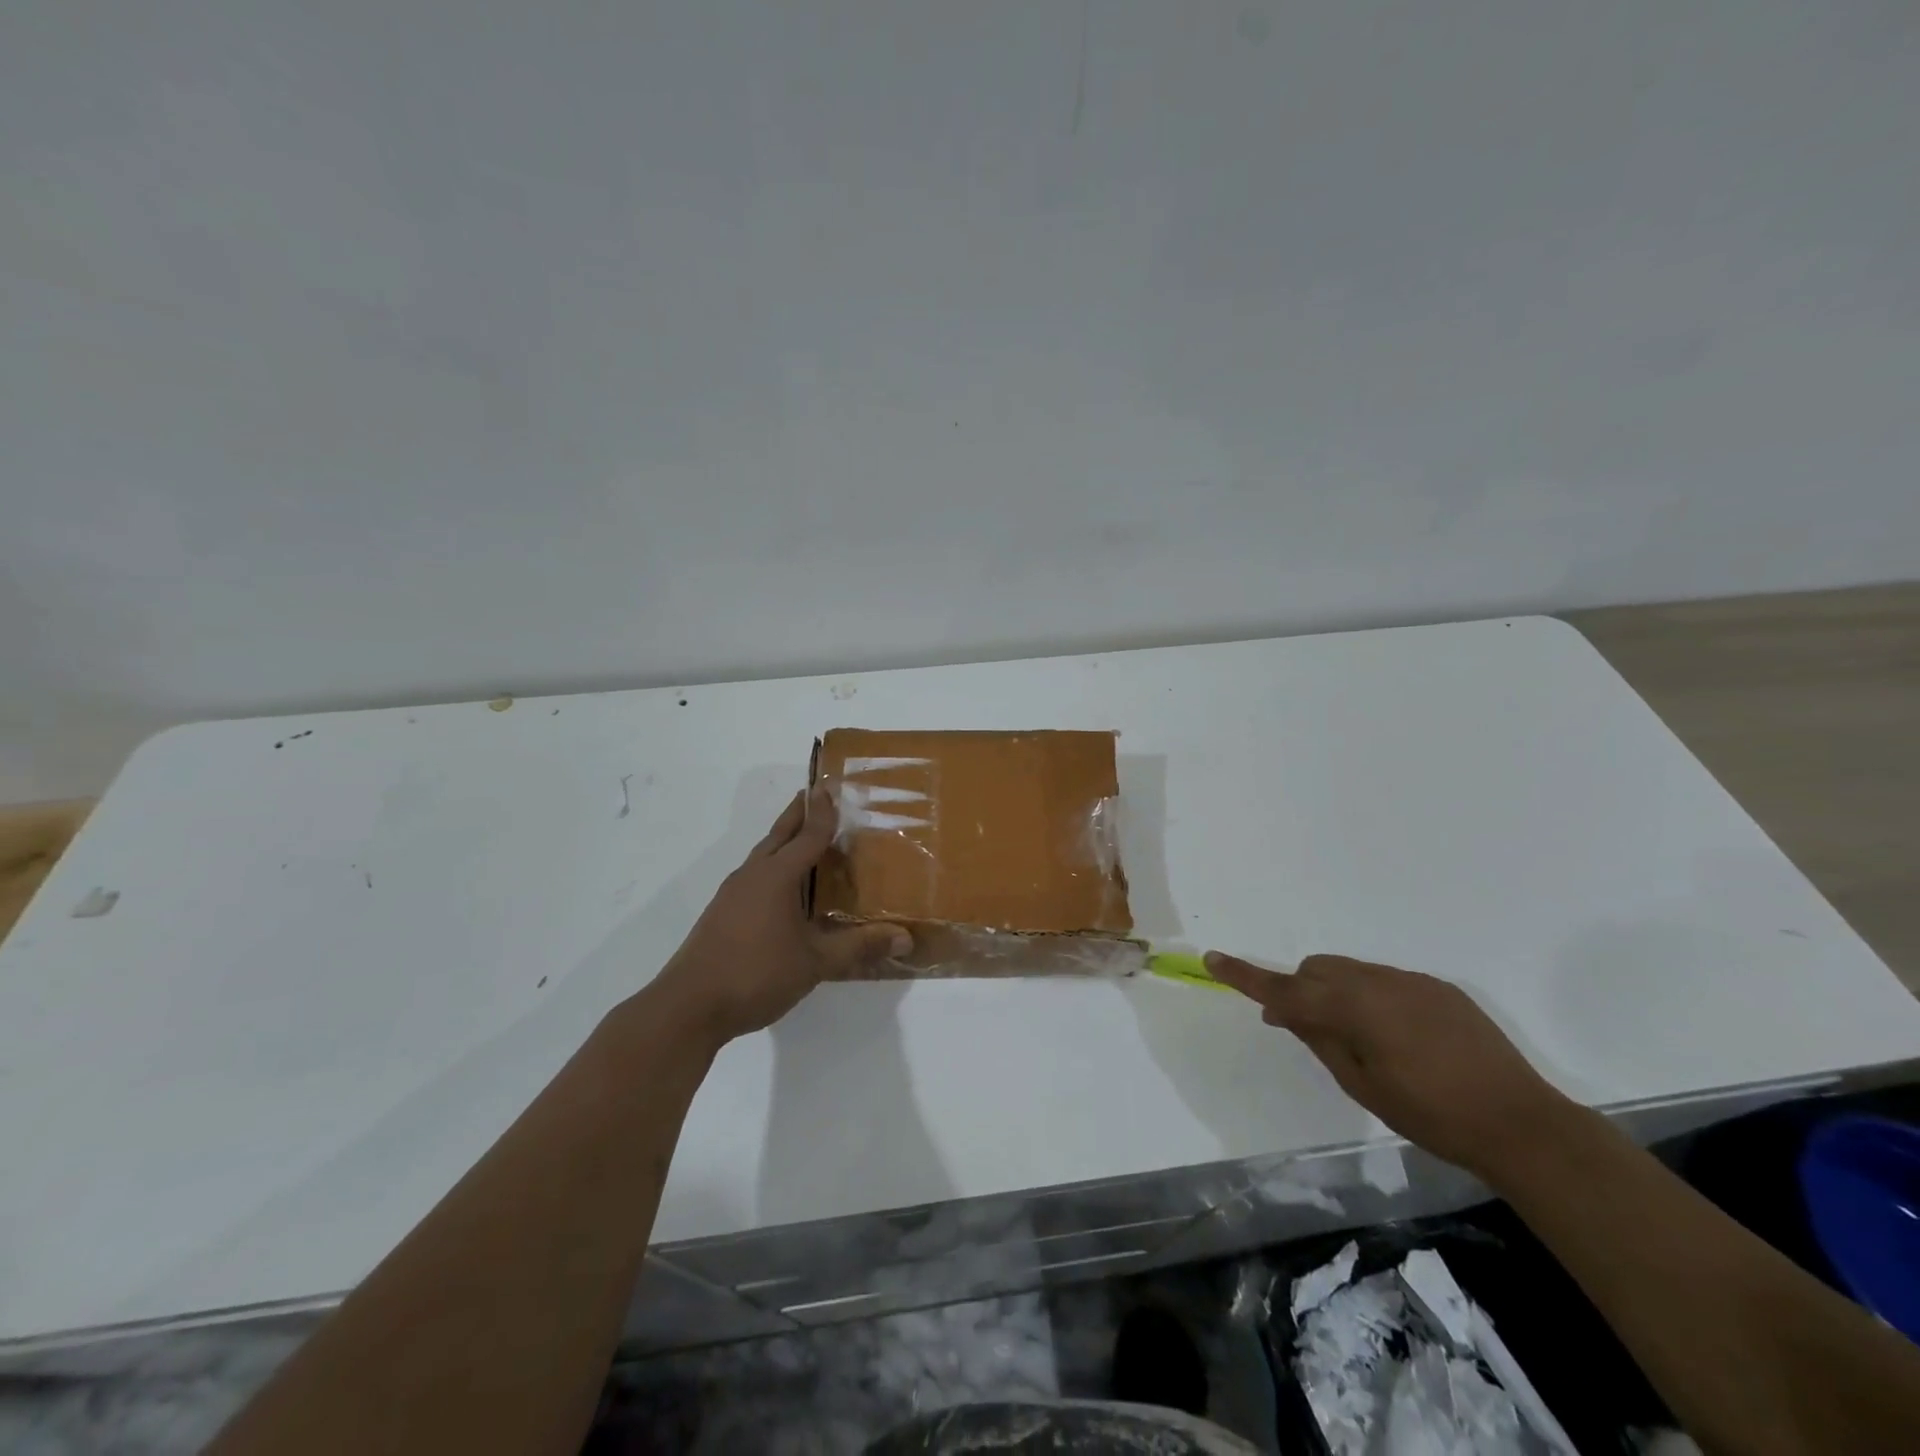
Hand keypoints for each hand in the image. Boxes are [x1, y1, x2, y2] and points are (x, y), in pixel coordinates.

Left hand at [647, 787, 910, 1046]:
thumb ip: (859, 947)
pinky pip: (754, 876)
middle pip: (779, 835)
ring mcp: (732, 894)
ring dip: (782, 840)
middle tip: (813, 794)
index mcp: (777, 876)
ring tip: (802, 836)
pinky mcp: (721, 914)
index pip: (807, 835)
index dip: (822, 813)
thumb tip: (905, 937)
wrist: (689, 1006)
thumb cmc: (756, 974)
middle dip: (797, 814)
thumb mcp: (816, 962)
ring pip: (763, 856)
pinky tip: (780, 887)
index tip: (830, 787)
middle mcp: (753, 876)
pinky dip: (772, 866)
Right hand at [1204, 951, 1573, 1181]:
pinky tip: (1399, 1037)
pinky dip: (1372, 998)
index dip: (1246, 975)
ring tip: (1356, 1037)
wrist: (1521, 1123)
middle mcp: (1378, 981)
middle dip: (1299, 990)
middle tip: (1299, 1027)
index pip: (1285, 988)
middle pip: (1316, 970)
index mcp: (1354, 1007)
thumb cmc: (1431, 1115)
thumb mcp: (1361, 1085)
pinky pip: (1386, 981)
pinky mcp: (1438, 987)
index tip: (1212, 958)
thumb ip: (1319, 1039)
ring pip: (1350, 971)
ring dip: (1335, 993)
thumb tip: (1285, 1012)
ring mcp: (1411, 980)